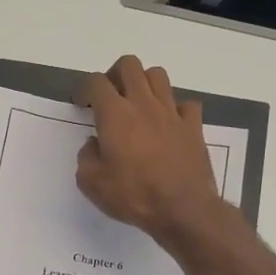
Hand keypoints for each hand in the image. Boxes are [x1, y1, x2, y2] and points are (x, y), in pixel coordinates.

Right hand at [74, 55, 222, 244]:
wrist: (183, 209)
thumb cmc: (133, 195)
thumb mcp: (92, 183)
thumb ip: (86, 157)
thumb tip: (94, 144)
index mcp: (115, 114)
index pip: (96, 82)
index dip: (85, 89)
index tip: (82, 104)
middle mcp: (143, 104)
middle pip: (129, 65)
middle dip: (115, 75)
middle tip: (110, 97)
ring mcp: (172, 113)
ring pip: (158, 76)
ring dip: (144, 83)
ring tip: (138, 104)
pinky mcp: (193, 126)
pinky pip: (185, 104)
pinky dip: (175, 108)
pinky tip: (168, 124)